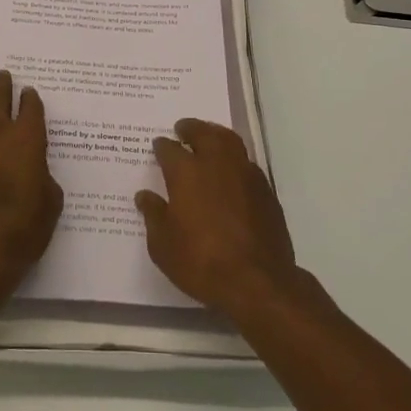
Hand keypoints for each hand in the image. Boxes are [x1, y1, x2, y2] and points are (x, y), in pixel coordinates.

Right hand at [137, 119, 299, 319]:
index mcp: (187, 173)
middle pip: (204, 133)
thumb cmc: (201, 262)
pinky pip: (246, 162)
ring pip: (230, 141)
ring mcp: (245, 174)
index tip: (158, 145)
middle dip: (191, 128)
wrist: (257, 281)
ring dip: (216, 134)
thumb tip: (145, 196)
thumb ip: (154, 216)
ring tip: (208, 137)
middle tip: (183, 128)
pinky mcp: (265, 190)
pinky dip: (235, 158)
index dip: (162, 146)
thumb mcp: (163, 246)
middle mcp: (216, 164)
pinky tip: (231, 169)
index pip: (170, 149)